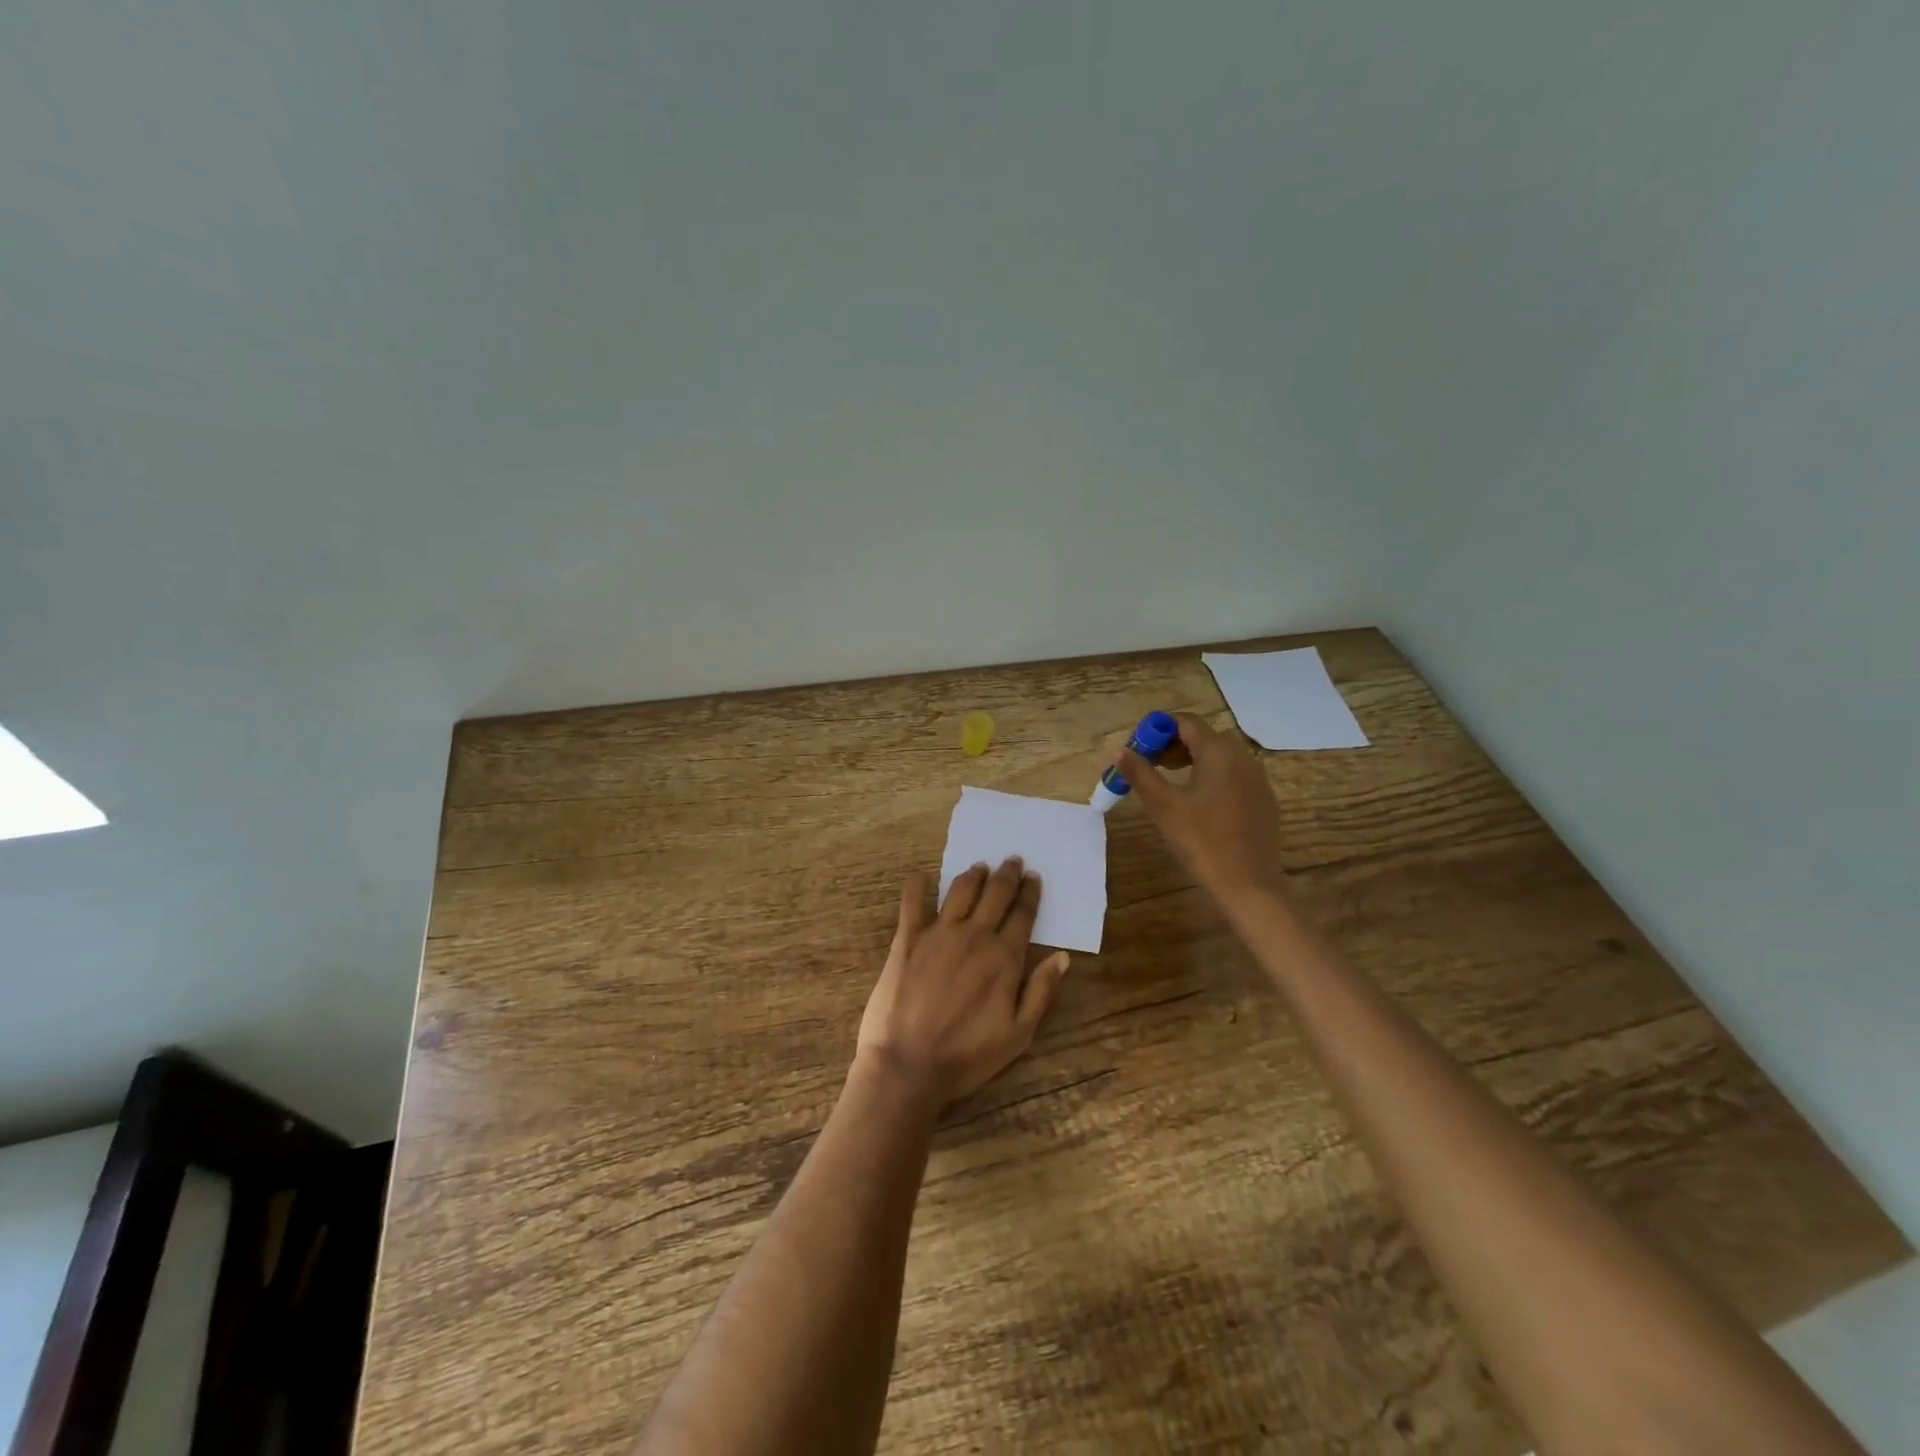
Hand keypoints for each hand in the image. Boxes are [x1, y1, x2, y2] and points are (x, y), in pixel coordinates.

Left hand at [856, 860, 1069, 1107]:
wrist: (908, 1065)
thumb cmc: (967, 1056)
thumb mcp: (1019, 1035)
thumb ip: (1041, 991)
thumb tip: (1062, 956)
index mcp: (1003, 957)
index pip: (1022, 915)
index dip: (1030, 893)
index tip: (1034, 877)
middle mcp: (974, 936)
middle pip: (995, 894)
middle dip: (1006, 874)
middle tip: (1012, 860)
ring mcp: (938, 934)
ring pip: (960, 891)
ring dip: (972, 875)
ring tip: (979, 867)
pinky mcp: (907, 939)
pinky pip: (912, 903)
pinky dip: (917, 886)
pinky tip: (920, 876)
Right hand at [1117, 713, 1287, 903]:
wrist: (1248, 884)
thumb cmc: (1201, 841)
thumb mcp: (1163, 805)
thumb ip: (1140, 773)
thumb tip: (1119, 751)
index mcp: (1219, 752)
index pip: (1185, 722)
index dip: (1157, 729)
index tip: (1137, 749)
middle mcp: (1243, 757)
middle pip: (1202, 737)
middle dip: (1171, 746)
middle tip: (1147, 767)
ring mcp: (1257, 779)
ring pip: (1218, 757)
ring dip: (1189, 761)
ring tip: (1167, 784)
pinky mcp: (1263, 800)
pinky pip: (1232, 776)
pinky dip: (1210, 778)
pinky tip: (1196, 805)